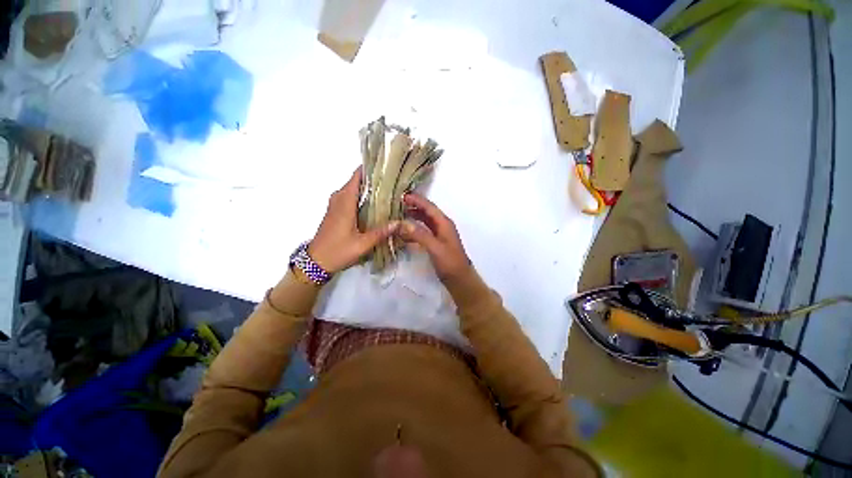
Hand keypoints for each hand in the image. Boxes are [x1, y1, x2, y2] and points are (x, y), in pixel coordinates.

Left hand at [309, 168, 399, 273]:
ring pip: (350, 189)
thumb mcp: (362, 244)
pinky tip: (371, 203)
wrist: (315, 262)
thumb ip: (381, 232)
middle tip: (390, 180)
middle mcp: (338, 200)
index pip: (355, 178)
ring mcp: (334, 206)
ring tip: (384, 189)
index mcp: (345, 203)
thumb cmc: (338, 251)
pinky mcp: (334, 212)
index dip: (368, 170)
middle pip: (354, 181)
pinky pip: (347, 196)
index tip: (384, 167)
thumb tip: (400, 223)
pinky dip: (358, 195)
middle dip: (370, 178)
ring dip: (364, 187)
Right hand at [398, 193, 471, 280]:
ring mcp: (439, 234)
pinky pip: (424, 231)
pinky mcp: (436, 242)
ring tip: (399, 215)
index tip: (402, 196)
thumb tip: (403, 223)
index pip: (429, 207)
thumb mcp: (435, 248)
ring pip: (425, 221)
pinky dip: (414, 230)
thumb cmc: (450, 262)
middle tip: (398, 204)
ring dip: (414, 217)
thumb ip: (420, 235)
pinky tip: (405, 233)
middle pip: (427, 212)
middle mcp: (442, 225)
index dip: (417, 200)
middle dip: (414, 206)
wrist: (459, 279)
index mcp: (444, 223)